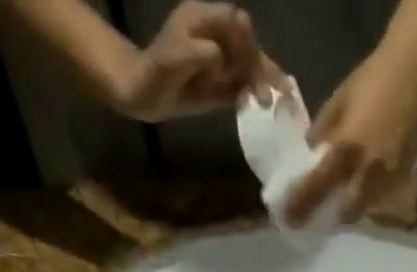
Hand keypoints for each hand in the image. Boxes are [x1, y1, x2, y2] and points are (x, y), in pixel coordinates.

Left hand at [116, 2, 281, 121]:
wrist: (141, 95)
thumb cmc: (153, 74)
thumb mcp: (172, 60)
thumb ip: (198, 53)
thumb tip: (220, 56)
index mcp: (203, 20)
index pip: (234, 20)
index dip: (247, 39)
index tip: (252, 64)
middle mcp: (214, 36)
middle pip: (245, 44)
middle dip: (260, 64)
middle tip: (275, 90)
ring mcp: (217, 61)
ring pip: (246, 66)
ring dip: (260, 81)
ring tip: (270, 101)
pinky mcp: (218, 84)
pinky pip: (240, 85)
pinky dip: (252, 93)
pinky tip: (261, 105)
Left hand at [285, 43, 416, 223]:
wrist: (412, 71)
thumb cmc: (372, 80)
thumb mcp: (339, 101)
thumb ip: (323, 131)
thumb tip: (310, 153)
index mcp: (346, 149)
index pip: (317, 186)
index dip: (300, 204)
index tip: (288, 218)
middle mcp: (366, 171)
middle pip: (344, 212)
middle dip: (330, 217)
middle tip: (317, 217)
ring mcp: (386, 178)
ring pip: (364, 210)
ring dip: (349, 211)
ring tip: (339, 207)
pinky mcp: (401, 177)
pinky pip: (381, 199)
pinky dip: (368, 201)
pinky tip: (362, 192)